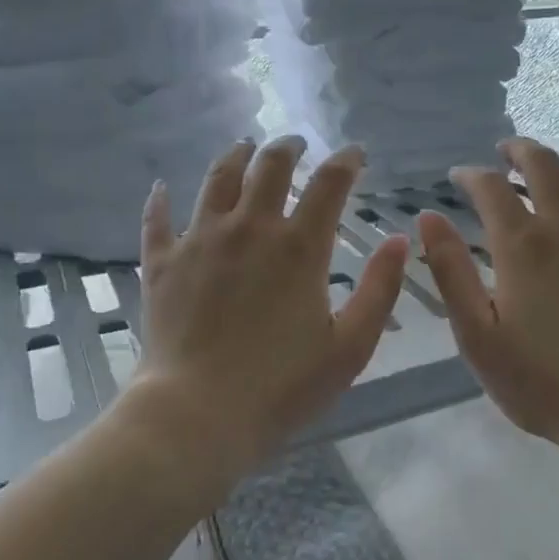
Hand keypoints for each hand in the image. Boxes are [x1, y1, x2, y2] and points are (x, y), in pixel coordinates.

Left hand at [132, 136, 408, 480]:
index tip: (355, 153)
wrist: (196, 415)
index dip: (346, 160)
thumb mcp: (350, 345)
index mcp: (299, 247)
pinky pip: (158, 219)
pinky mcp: (162, 263)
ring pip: (217, 179)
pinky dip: (161, 200)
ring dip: (235, 157)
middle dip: (288, 147)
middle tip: (296, 144)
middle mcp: (249, 228)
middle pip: (269, 166)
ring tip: (245, 148)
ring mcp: (200, 241)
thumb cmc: (282, 386)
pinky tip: (163, 188)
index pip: (329, 183)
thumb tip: (400, 240)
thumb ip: (380, 289)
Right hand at [417, 138, 558, 453]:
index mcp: (522, 245)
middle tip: (505, 151)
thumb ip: (451, 270)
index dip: (471, 174)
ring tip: (541, 177)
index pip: (491, 187)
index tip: (458, 177)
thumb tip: (428, 218)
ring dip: (556, 172)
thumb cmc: (539, 379)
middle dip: (520, 150)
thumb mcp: (476, 333)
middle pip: (544, 166)